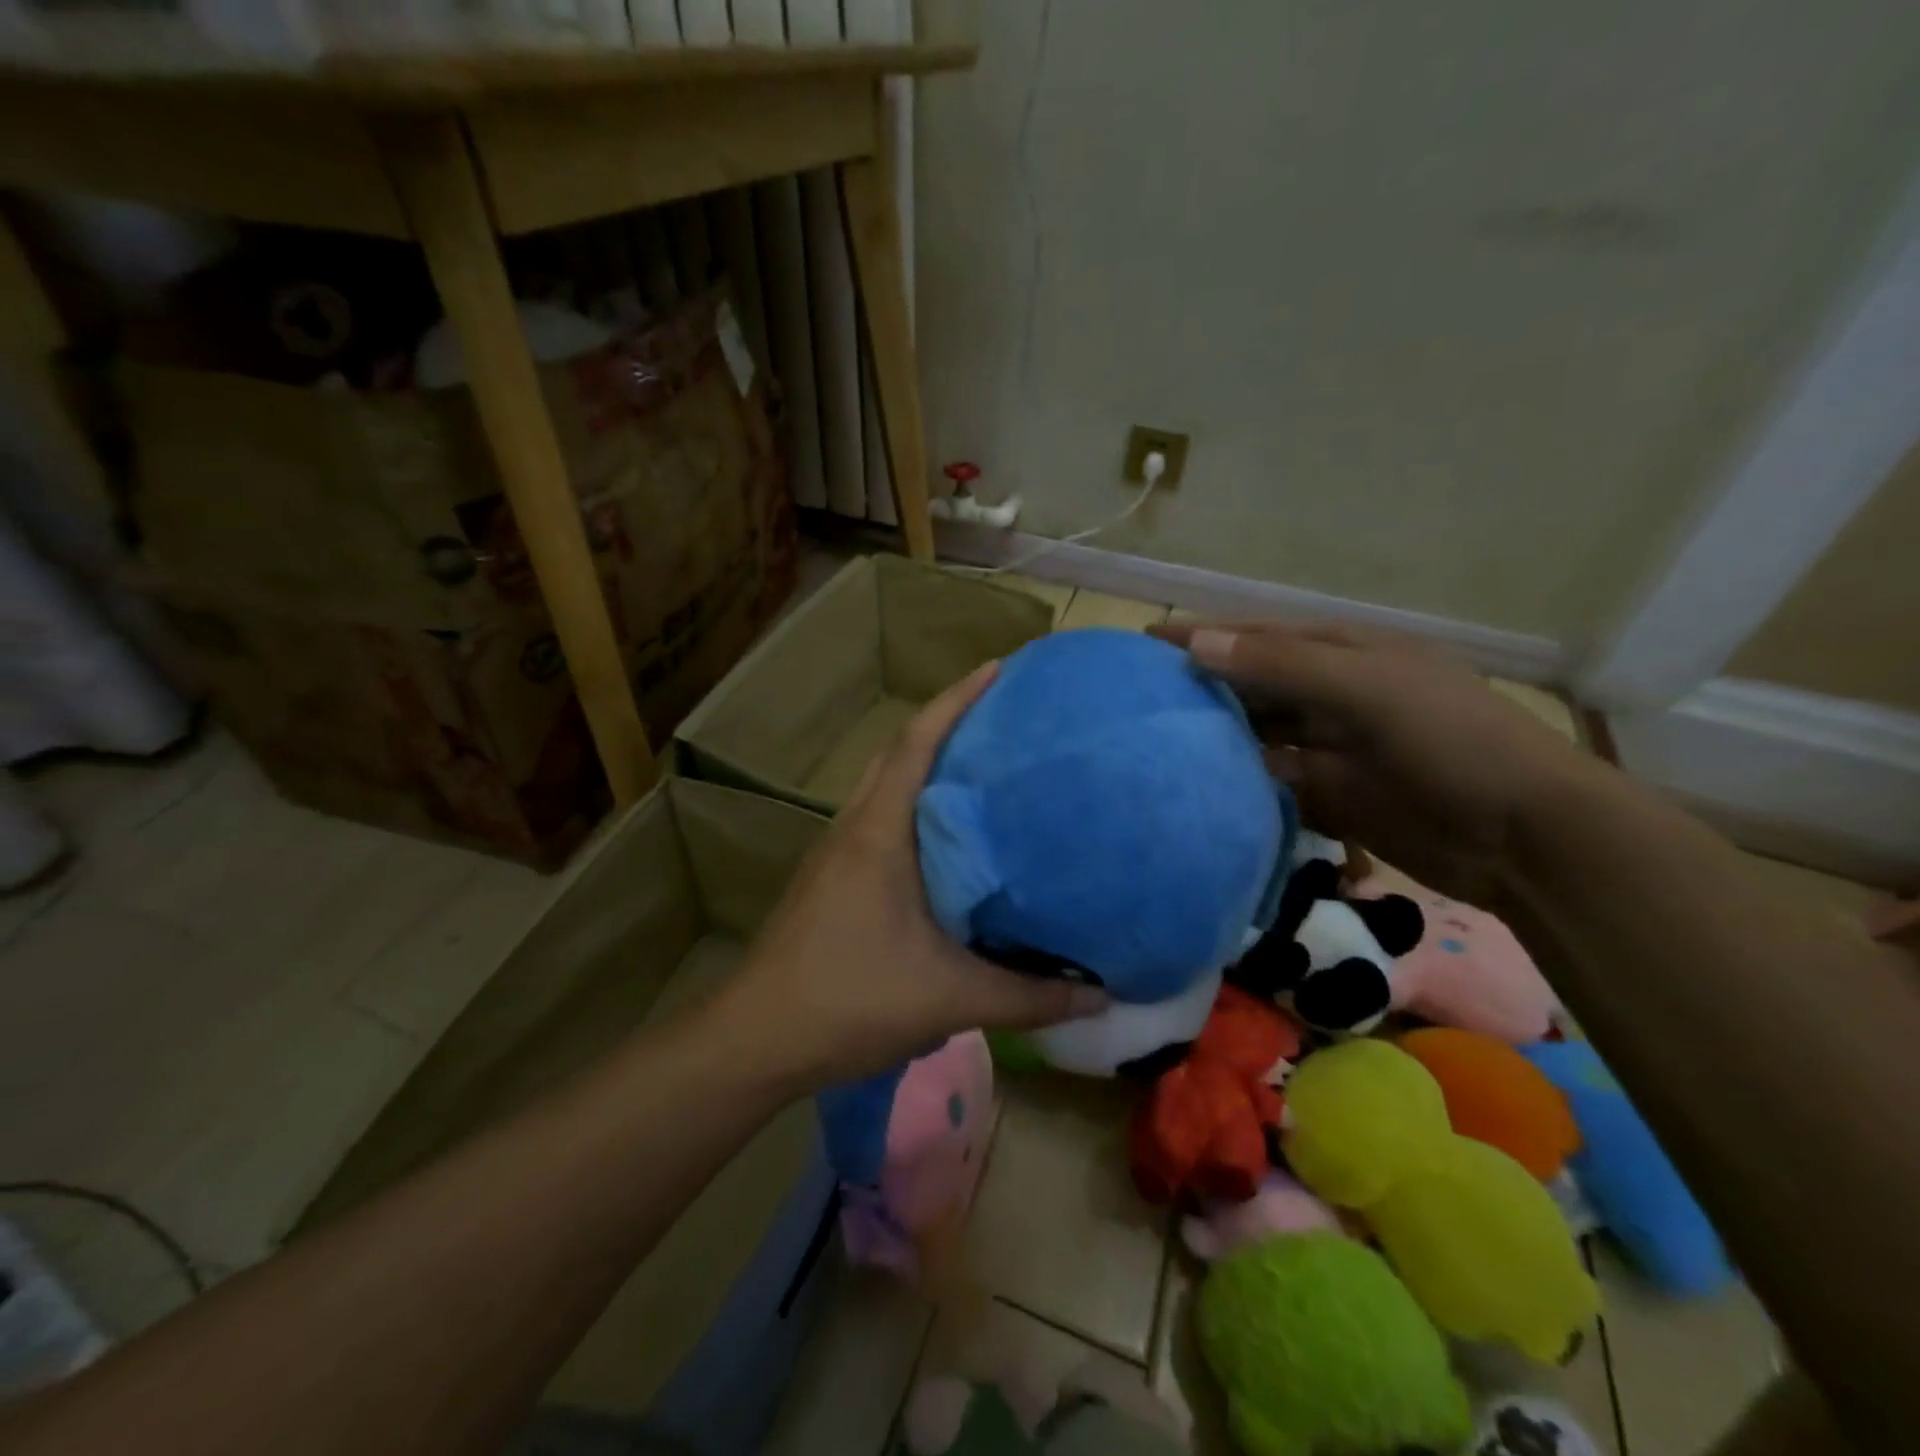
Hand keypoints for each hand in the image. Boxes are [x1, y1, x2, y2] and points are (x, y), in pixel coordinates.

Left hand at [712, 662, 1107, 1088]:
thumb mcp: (950, 996)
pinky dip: (910, 808)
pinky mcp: (829, 880)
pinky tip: (943, 841)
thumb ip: (1028, 995)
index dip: (956, 699)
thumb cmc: (850, 999)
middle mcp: (853, 828)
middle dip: (945, 725)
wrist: (757, 1038)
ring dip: (924, 767)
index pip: (916, 743)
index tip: (997, 669)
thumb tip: (1100, 993)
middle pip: (898, 754)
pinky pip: (876, 820)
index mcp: (878, 832)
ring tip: (980, 769)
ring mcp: (834, 853)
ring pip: (883, 787)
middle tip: (1001, 718)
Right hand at [1153, 620, 1592, 906]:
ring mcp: (1327, 748)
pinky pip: (1269, 782)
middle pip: (1252, 686)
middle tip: (1138, 701)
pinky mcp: (1327, 796)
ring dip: (1215, 738)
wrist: (1523, 837)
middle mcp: (1329, 696)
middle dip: (1201, 688)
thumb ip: (1284, 665)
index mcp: (1343, 655)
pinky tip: (1199, 787)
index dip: (1204, 636)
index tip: (1145, 643)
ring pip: (1256, 736)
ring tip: (1154, 744)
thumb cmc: (1449, 742)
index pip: (1258, 637)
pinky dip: (1238, 782)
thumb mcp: (1369, 689)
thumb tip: (1201, 645)